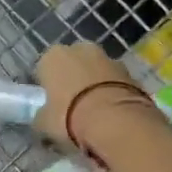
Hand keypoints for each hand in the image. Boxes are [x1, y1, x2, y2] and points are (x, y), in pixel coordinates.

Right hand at [35, 43, 160, 154]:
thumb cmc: (69, 116)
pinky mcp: (130, 71)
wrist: (116, 120)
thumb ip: (41, 117)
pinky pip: (114, 82)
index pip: (43, 69)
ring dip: (94, 86)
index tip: (50, 105)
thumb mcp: (44, 123)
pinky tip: (111, 114)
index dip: (46, 88)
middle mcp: (80, 49)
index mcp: (53, 56)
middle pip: (72, 65)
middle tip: (72, 108)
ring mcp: (108, 57)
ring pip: (95, 72)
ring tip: (95, 114)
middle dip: (72, 81)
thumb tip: (43, 119)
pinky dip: (112, 93)